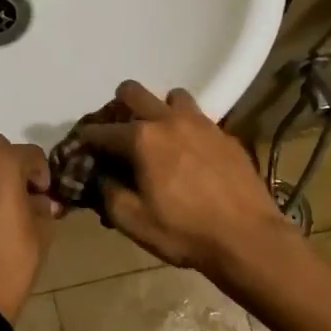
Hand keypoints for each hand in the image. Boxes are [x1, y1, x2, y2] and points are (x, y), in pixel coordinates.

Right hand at [77, 81, 296, 275]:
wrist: (248, 238)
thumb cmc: (184, 232)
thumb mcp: (133, 222)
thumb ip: (108, 194)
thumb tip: (101, 176)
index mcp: (142, 139)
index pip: (102, 130)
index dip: (87, 138)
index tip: (82, 147)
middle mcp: (169, 120)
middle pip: (135, 92)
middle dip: (119, 105)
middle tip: (119, 130)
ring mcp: (201, 124)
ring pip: (172, 97)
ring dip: (159, 109)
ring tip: (160, 136)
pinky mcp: (225, 135)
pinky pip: (198, 118)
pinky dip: (186, 127)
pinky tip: (189, 152)